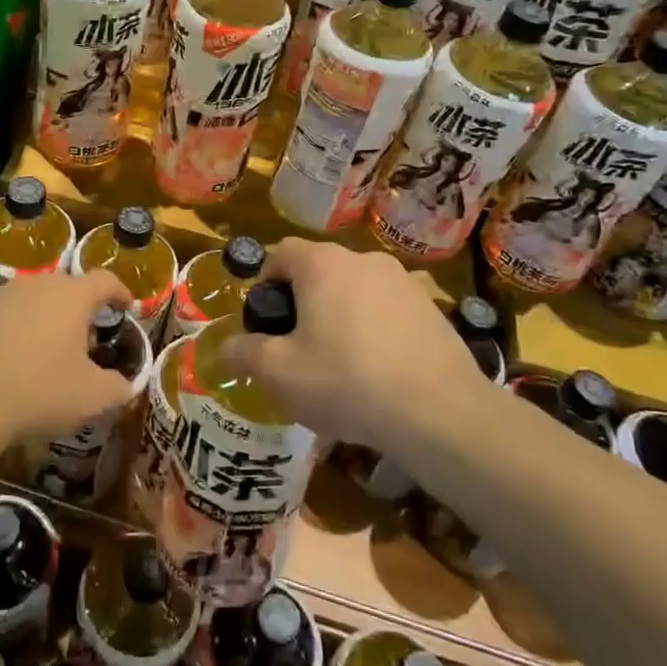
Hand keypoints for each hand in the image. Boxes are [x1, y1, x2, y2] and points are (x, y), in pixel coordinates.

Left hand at [0, 268, 136, 446]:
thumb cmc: (38, 392)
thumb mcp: (92, 398)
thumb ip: (117, 387)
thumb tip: (124, 385)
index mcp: (70, 296)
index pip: (105, 281)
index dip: (120, 292)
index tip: (125, 307)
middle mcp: (33, 284)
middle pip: (64, 289)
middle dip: (77, 311)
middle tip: (81, 343)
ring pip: (27, 301)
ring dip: (39, 319)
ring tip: (38, 354)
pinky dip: (4, 332)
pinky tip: (0, 362)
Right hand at [219, 239, 487, 452]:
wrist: (439, 412)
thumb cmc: (346, 382)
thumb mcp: (280, 374)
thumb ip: (246, 353)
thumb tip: (226, 347)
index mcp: (323, 264)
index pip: (281, 253)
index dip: (266, 282)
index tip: (266, 322)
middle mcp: (364, 260)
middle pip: (320, 271)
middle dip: (303, 303)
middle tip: (297, 348)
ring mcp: (404, 282)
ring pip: (356, 292)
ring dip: (340, 317)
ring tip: (340, 366)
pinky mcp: (432, 308)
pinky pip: (388, 311)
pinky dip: (375, 331)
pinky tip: (378, 373)